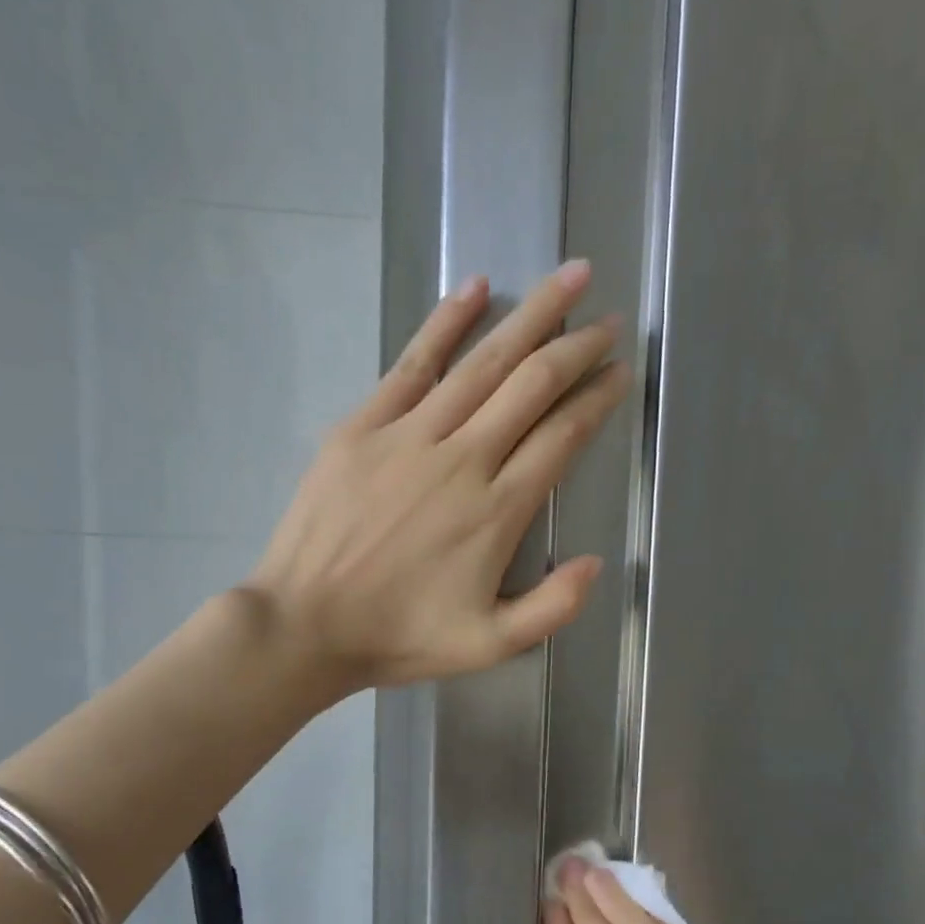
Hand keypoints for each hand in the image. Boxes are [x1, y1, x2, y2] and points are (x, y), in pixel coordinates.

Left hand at [245, 261, 630, 691]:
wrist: (305, 625)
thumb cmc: (398, 637)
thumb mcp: (489, 645)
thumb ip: (552, 607)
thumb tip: (597, 562)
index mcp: (497, 510)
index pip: (562, 436)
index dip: (597, 399)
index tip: (619, 372)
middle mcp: (463, 459)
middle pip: (532, 385)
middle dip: (577, 347)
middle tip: (608, 320)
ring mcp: (410, 436)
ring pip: (483, 362)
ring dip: (532, 316)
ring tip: (568, 279)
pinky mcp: (363, 426)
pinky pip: (412, 363)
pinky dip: (446, 322)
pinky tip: (476, 288)